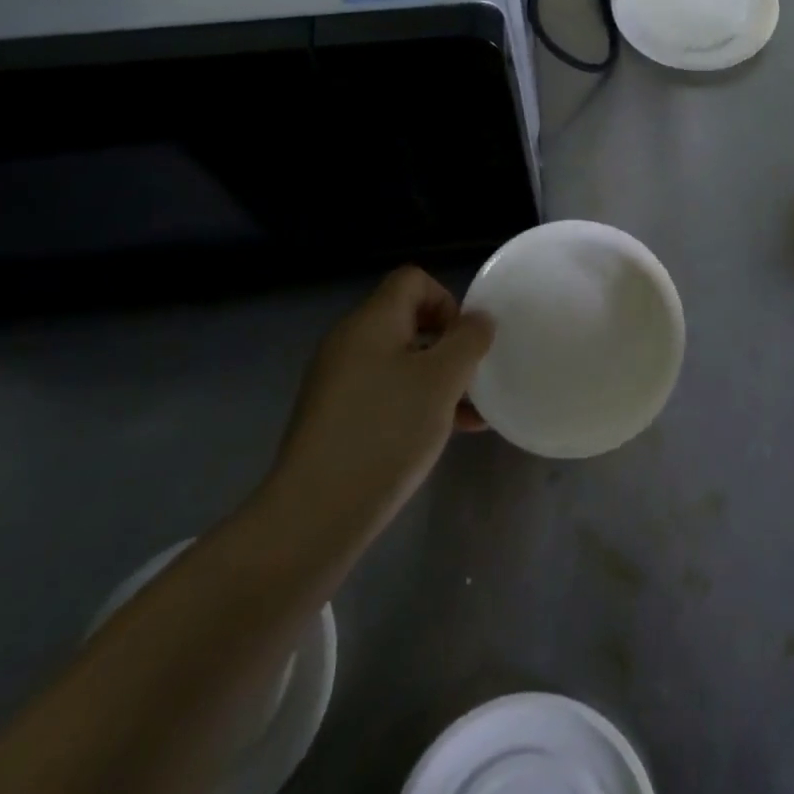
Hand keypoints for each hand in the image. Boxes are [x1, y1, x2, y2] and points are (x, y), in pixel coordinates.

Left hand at [263, 267, 493, 535]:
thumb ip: (468, 340)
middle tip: (472, 379)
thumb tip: (479, 319)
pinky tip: (445, 434)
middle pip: (408, 320)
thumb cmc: (387, 432)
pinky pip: (384, 392)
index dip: (447, 300)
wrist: (314, 513)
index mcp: (372, 321)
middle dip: (447, 344)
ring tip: (470, 414)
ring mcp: (338, 381)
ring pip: (400, 361)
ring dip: (437, 378)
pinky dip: (415, 402)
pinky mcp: (334, 417)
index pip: (413, 280)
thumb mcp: (443, 380)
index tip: (465, 342)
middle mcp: (350, 342)